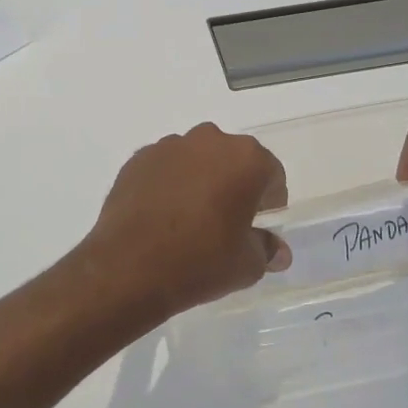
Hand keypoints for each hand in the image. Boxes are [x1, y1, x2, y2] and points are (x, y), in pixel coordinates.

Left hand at [82, 124, 290, 320]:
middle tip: (227, 221)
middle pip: (232, 160)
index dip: (270, 201)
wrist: (129, 267)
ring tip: (190, 219)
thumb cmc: (201, 261)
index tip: (259, 224)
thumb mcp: (247, 264)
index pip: (271, 174)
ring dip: (200, 180)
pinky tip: (162, 216)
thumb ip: (266, 249)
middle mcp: (209, 141)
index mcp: (245, 159)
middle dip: (234, 184)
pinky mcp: (138, 159)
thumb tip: (278, 251)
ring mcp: (169, 147)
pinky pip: (165, 168)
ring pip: (196, 160)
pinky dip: (169, 184)